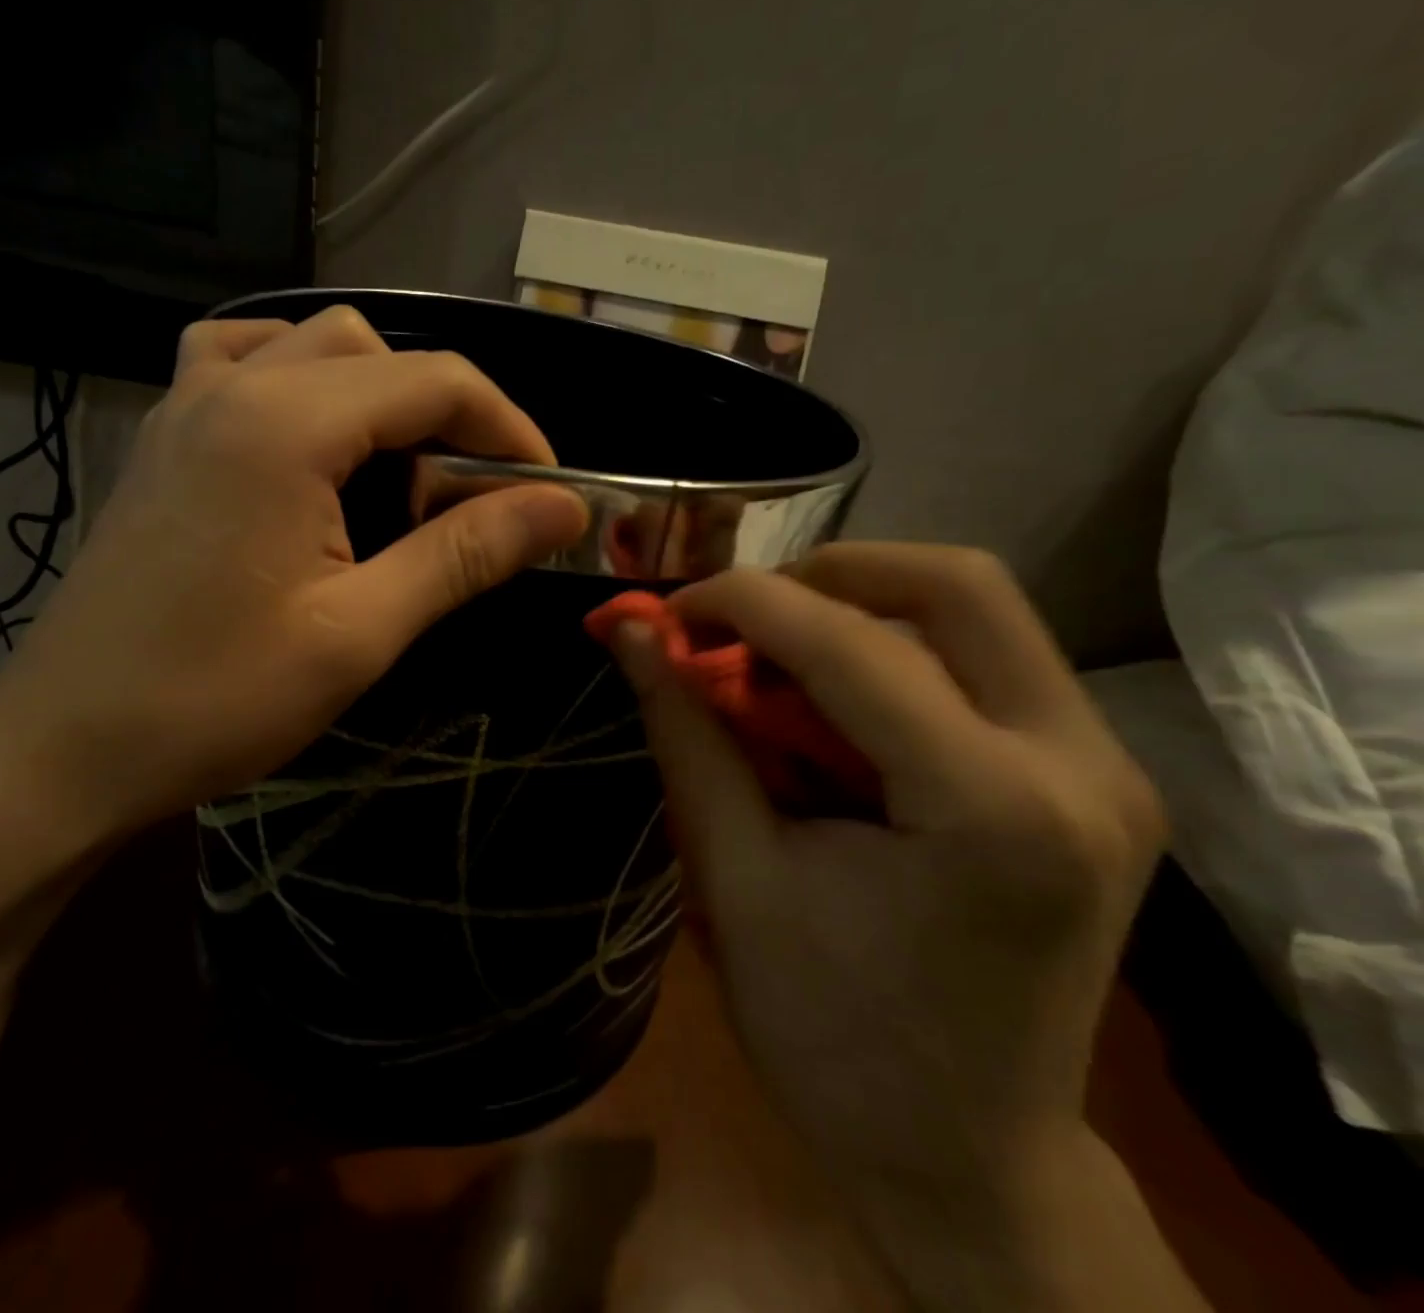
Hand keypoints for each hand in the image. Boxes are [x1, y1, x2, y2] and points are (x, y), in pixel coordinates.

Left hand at [0, 305, 587, 849]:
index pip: (435, 381)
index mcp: (285, 423)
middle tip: (469, 500)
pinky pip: (241, 365)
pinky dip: (298, 383)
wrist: (65, 751)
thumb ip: (464, 553)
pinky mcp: (163, 440)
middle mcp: (232, 386)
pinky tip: (309, 444)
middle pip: (376, 351)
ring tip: (395, 471)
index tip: (548, 494)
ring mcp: (184, 405)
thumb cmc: (215, 700)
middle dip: (445, 412)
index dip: (510, 430)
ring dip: (373, 392)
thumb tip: (563, 508)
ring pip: (307, 345)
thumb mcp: (360, 632)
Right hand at [605, 544, 1165, 1198]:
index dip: (741, 603)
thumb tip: (629, 634)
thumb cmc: (831, 1036)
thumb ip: (686, 734)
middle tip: (739, 621)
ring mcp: (1107, 768)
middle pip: (955, 584)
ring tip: (774, 665)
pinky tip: (832, 709)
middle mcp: (1081, 765)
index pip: (853, 644)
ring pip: (974, 609)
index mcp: (993, 809)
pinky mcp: (1093, 778)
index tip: (666, 612)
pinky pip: (983, 659)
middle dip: (824, 575)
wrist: (966, 1159)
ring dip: (855, 612)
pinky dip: (889, 654)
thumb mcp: (734, 877)